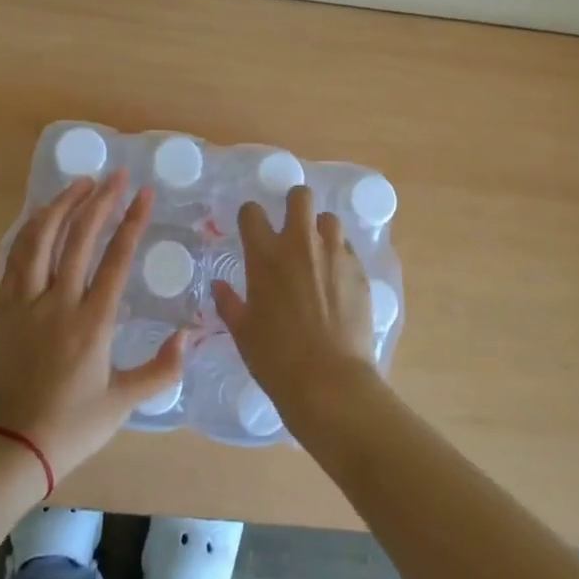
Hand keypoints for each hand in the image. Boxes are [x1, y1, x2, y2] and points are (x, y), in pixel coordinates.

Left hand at [0, 170, 185, 482]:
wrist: (9, 450)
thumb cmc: (71, 427)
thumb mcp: (123, 404)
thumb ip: (161, 370)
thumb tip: (189, 338)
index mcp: (92, 322)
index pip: (116, 258)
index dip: (132, 221)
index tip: (144, 192)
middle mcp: (58, 302)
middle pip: (79, 237)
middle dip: (100, 200)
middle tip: (116, 175)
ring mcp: (25, 304)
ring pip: (40, 239)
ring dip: (60, 206)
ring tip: (79, 184)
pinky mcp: (2, 311)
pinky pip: (15, 259)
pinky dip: (30, 231)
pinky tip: (40, 218)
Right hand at [214, 185, 380, 424]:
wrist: (329, 382)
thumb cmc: (276, 358)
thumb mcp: (242, 332)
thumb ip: (229, 302)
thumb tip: (218, 286)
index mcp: (265, 255)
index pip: (252, 211)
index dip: (251, 216)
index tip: (252, 228)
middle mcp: (300, 244)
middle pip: (301, 196)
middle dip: (295, 204)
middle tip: (292, 226)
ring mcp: (334, 254)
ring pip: (330, 219)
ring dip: (321, 230)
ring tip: (318, 252)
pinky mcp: (359, 271)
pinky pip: (348, 248)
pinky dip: (340, 256)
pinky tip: (336, 279)